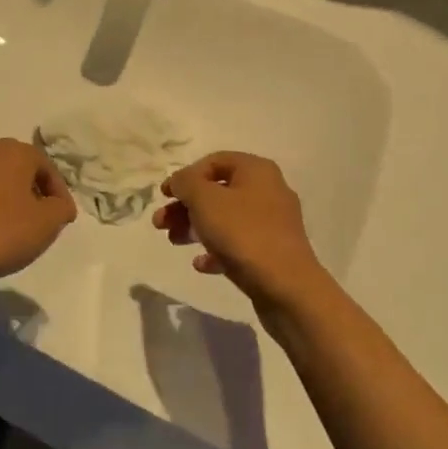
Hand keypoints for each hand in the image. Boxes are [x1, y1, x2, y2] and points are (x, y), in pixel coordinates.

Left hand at [0, 140, 77, 293]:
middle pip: (19, 170)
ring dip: (5, 202)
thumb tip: (59, 204)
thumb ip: (60, 210)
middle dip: (31, 195)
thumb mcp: (44, 226)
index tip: (62, 221)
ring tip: (9, 233)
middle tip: (38, 225)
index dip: (59, 195)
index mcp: (14, 151)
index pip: (47, 167)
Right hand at [153, 151, 331, 318]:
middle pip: (217, 191)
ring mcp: (272, 223)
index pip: (213, 161)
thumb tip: (180, 181)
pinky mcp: (272, 252)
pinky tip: (201, 264)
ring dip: (195, 227)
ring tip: (174, 241)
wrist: (287, 287)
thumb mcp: (205, 200)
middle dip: (185, 206)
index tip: (164, 196)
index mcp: (256, 170)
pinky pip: (238, 244)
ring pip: (225, 218)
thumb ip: (186, 183)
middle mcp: (268, 191)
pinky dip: (216, 250)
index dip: (185, 176)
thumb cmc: (243, 233)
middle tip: (161, 223)